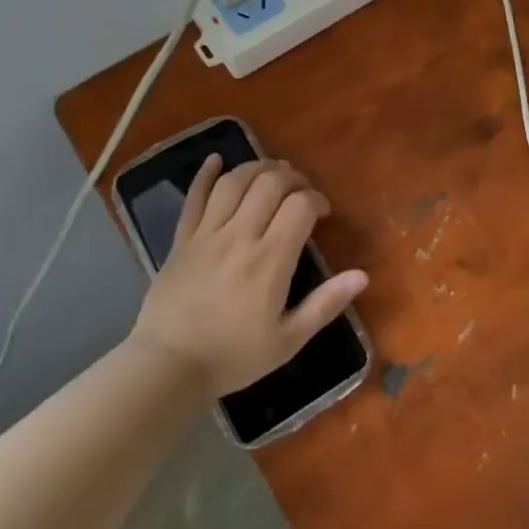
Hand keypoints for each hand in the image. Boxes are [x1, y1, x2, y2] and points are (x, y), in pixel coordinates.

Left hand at [131, 156, 367, 395]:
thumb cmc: (232, 357)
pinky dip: (205, 174)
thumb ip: (325, 304)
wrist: (166, 369)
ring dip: (258, 168)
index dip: (317, 200)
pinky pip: (193, 197)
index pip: (300, 206)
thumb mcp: (288, 340)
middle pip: (270, 184)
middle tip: (301, 192)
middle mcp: (239, 237)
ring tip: (272, 173)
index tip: (323, 214)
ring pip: (234, 182)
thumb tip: (362, 275)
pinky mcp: (181, 240)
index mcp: (269, 261)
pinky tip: (216, 159)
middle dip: (293, 178)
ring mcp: (206, 235)